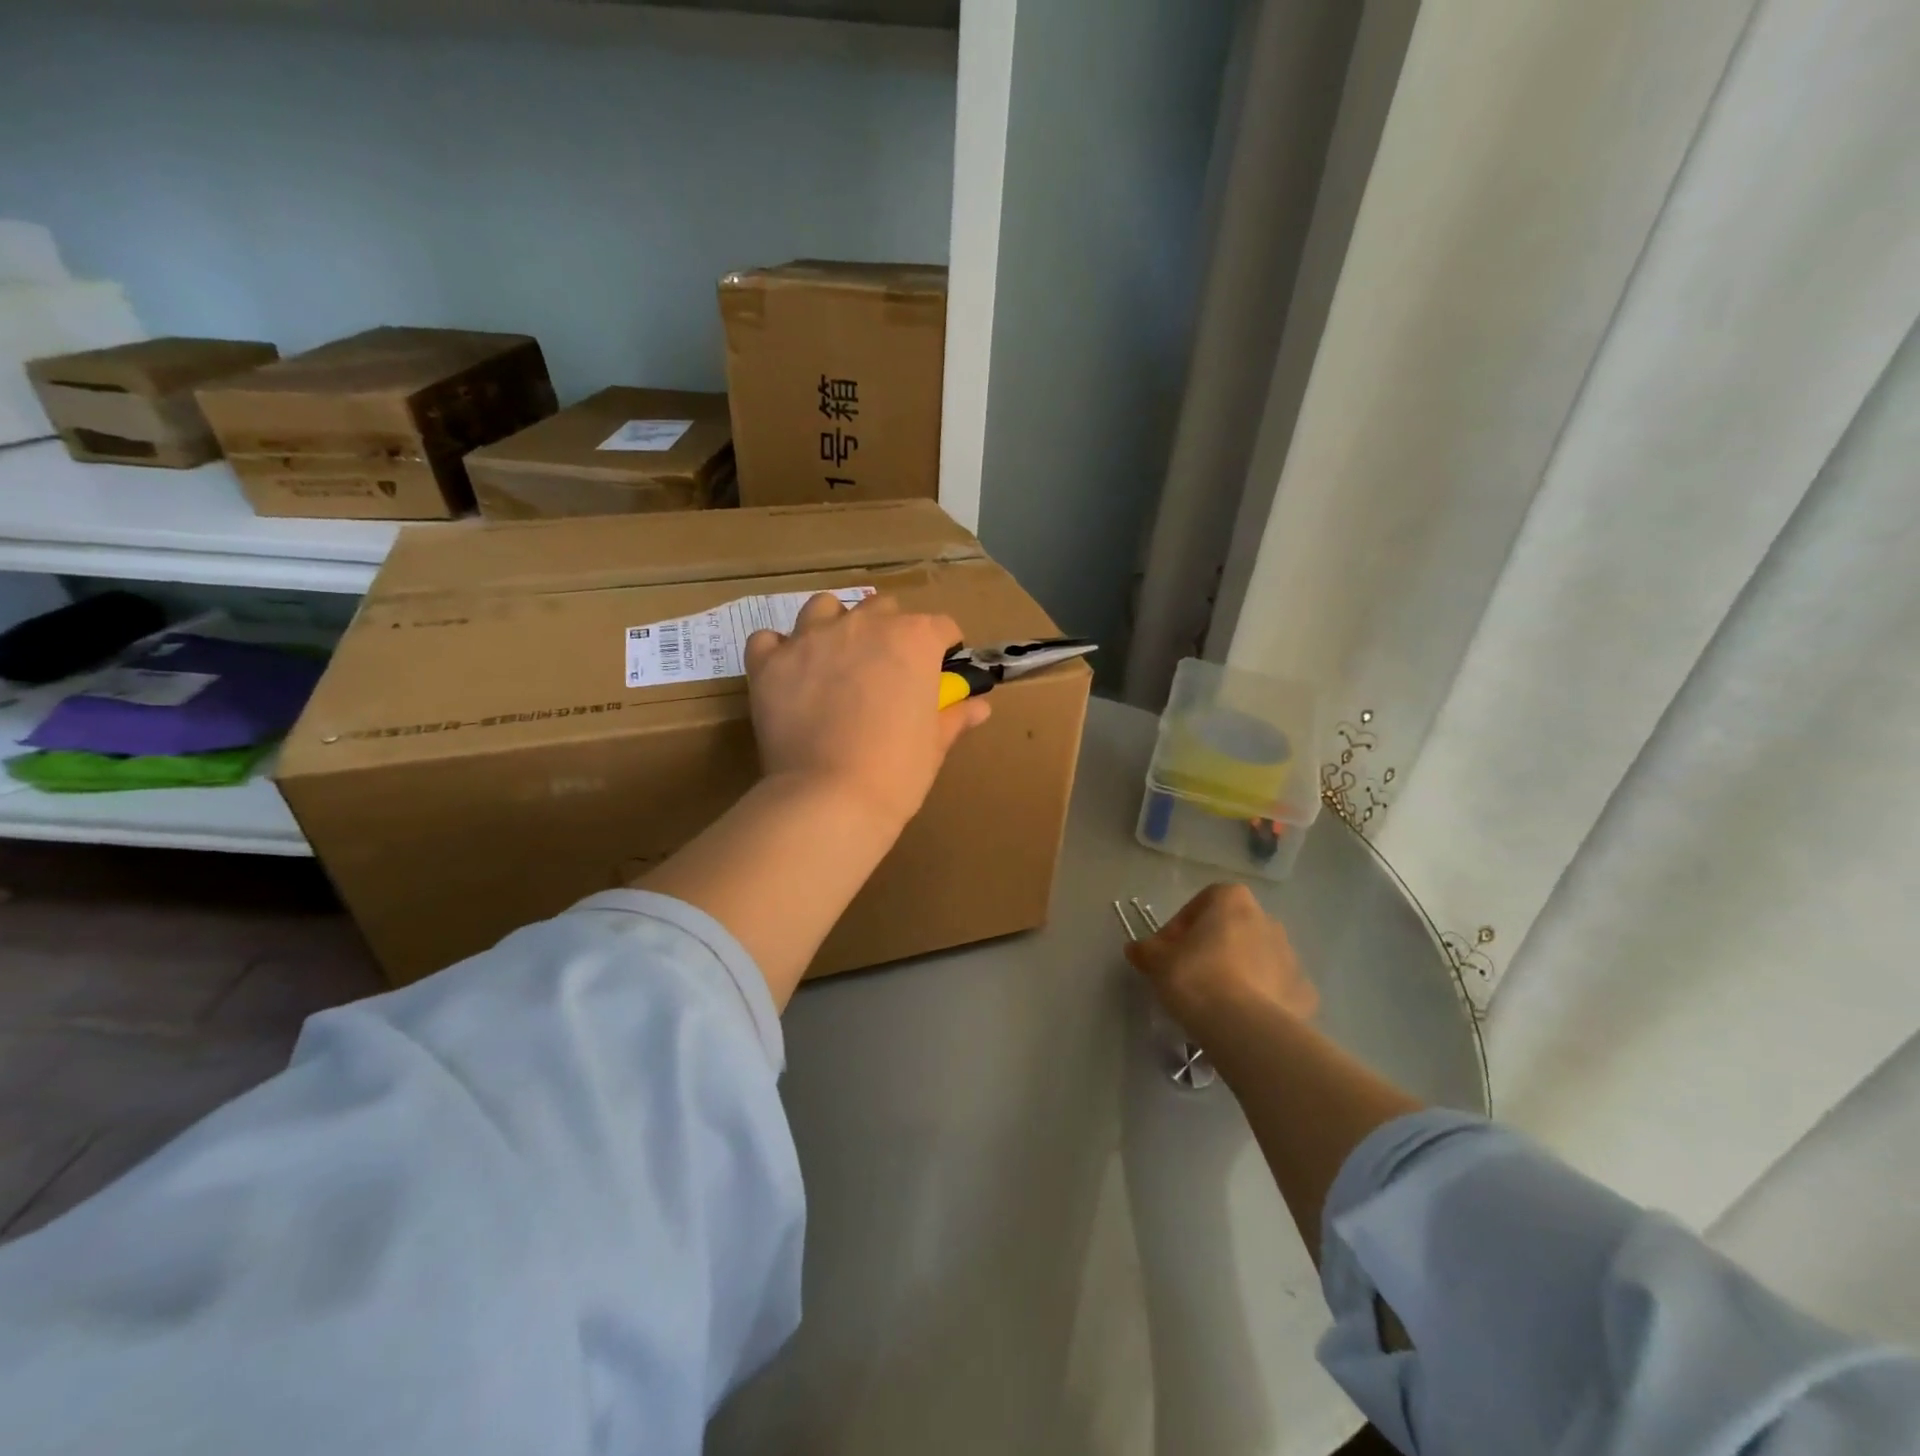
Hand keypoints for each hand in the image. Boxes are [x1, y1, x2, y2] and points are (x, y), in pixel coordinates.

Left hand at [744, 592, 990, 830]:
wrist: (831, 797)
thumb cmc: (897, 771)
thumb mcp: (935, 744)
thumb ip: (955, 716)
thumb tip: (979, 706)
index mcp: (913, 640)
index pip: (940, 626)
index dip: (944, 646)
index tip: (941, 667)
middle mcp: (863, 625)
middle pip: (883, 609)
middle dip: (889, 631)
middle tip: (886, 669)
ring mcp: (811, 638)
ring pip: (823, 608)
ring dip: (833, 625)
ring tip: (834, 658)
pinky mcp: (770, 662)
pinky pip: (769, 639)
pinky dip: (779, 651)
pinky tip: (787, 672)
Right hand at [1125, 882, 1317, 1040]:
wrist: (1243, 1027)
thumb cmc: (1195, 977)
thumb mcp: (1156, 961)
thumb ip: (1146, 950)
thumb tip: (1137, 949)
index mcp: (1233, 901)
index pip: (1201, 903)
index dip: (1180, 927)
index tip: (1168, 952)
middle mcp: (1266, 919)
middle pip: (1231, 930)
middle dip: (1211, 948)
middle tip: (1189, 975)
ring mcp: (1291, 956)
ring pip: (1256, 958)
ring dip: (1237, 971)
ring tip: (1214, 1001)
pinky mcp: (1304, 992)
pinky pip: (1275, 989)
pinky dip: (1261, 999)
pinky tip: (1241, 1018)